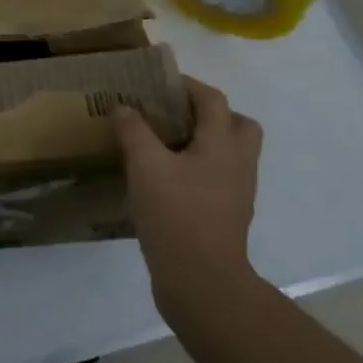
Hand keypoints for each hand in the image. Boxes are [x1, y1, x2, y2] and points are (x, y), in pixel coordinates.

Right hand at [115, 77, 262, 319]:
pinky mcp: (226, 215)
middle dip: (211, 113)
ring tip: (165, 143)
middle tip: (175, 114)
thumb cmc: (176, 213)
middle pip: (238, 125)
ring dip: (205, 141)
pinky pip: (218, 178)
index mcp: (222, 145)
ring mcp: (236, 192)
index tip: (160, 82)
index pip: (213, 100)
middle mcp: (238, 164)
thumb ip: (134, 131)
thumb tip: (123, 107)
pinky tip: (166, 177)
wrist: (201, 280)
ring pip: (230, 153)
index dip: (188, 86)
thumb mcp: (145, 166)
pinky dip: (198, 168)